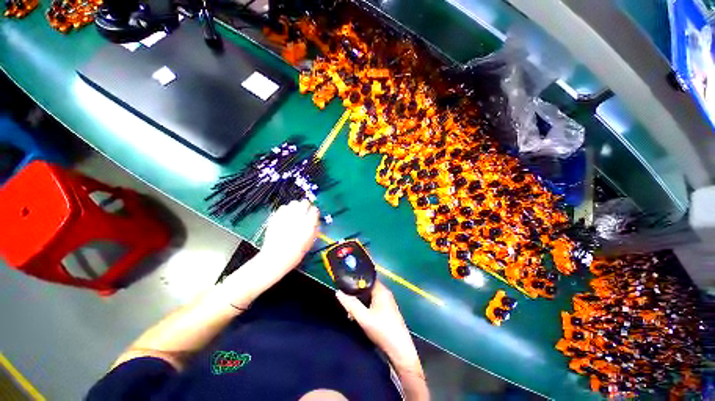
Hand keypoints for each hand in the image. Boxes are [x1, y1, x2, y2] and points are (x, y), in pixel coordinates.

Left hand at [260, 199, 319, 270]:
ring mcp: (286, 216)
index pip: (315, 210)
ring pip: (294, 202)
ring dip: (296, 206)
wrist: (276, 257)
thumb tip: (315, 221)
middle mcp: (298, 217)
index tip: (313, 215)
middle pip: (305, 203)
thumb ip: (314, 228)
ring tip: (295, 213)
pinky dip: (286, 209)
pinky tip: (286, 216)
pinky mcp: (276, 217)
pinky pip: (283, 207)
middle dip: (306, 206)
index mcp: (309, 224)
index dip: (314, 212)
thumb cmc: (295, 253)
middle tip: (305, 212)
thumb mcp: (310, 241)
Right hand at [336, 281, 422, 373]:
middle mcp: (385, 293)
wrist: (400, 351)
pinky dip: (365, 308)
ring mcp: (387, 303)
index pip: (367, 278)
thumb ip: (351, 304)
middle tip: (346, 302)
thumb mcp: (363, 318)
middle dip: (356, 294)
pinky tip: (359, 317)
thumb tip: (338, 292)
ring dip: (359, 303)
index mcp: (382, 290)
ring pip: (369, 297)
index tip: (345, 283)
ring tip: (350, 313)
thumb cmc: (382, 331)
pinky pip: (373, 304)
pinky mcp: (387, 311)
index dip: (356, 279)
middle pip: (367, 288)